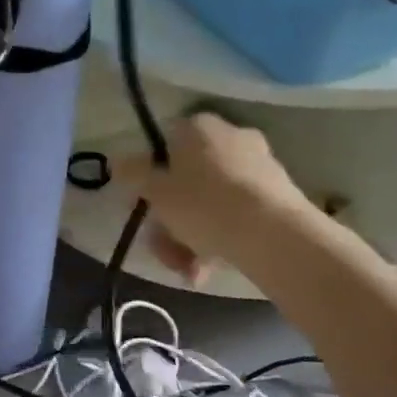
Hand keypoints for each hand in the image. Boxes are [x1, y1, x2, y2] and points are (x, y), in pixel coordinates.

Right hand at [137, 114, 319, 283]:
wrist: (273, 234)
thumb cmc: (202, 204)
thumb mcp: (155, 190)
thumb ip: (132, 173)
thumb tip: (118, 160)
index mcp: (198, 127)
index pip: (163, 146)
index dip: (148, 178)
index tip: (143, 207)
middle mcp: (231, 136)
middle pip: (186, 179)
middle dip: (170, 219)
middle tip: (163, 248)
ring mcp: (258, 165)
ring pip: (209, 201)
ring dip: (191, 236)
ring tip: (188, 270)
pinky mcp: (278, 194)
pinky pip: (235, 213)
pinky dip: (219, 237)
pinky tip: (208, 268)